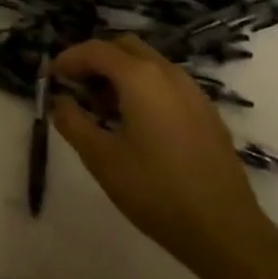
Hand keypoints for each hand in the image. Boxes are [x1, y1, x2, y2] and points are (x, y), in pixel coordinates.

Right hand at [51, 36, 277, 275]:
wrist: (226, 231)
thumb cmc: (156, 192)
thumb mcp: (101, 159)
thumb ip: (73, 122)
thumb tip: (59, 100)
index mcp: (140, 77)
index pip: (96, 50)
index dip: (69, 59)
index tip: (52, 77)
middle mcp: (168, 73)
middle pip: (124, 47)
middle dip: (96, 60)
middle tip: (77, 87)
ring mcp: (192, 91)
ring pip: (148, 63)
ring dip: (120, 73)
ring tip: (103, 108)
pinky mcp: (207, 112)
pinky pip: (167, 83)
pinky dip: (144, 87)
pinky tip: (137, 123)